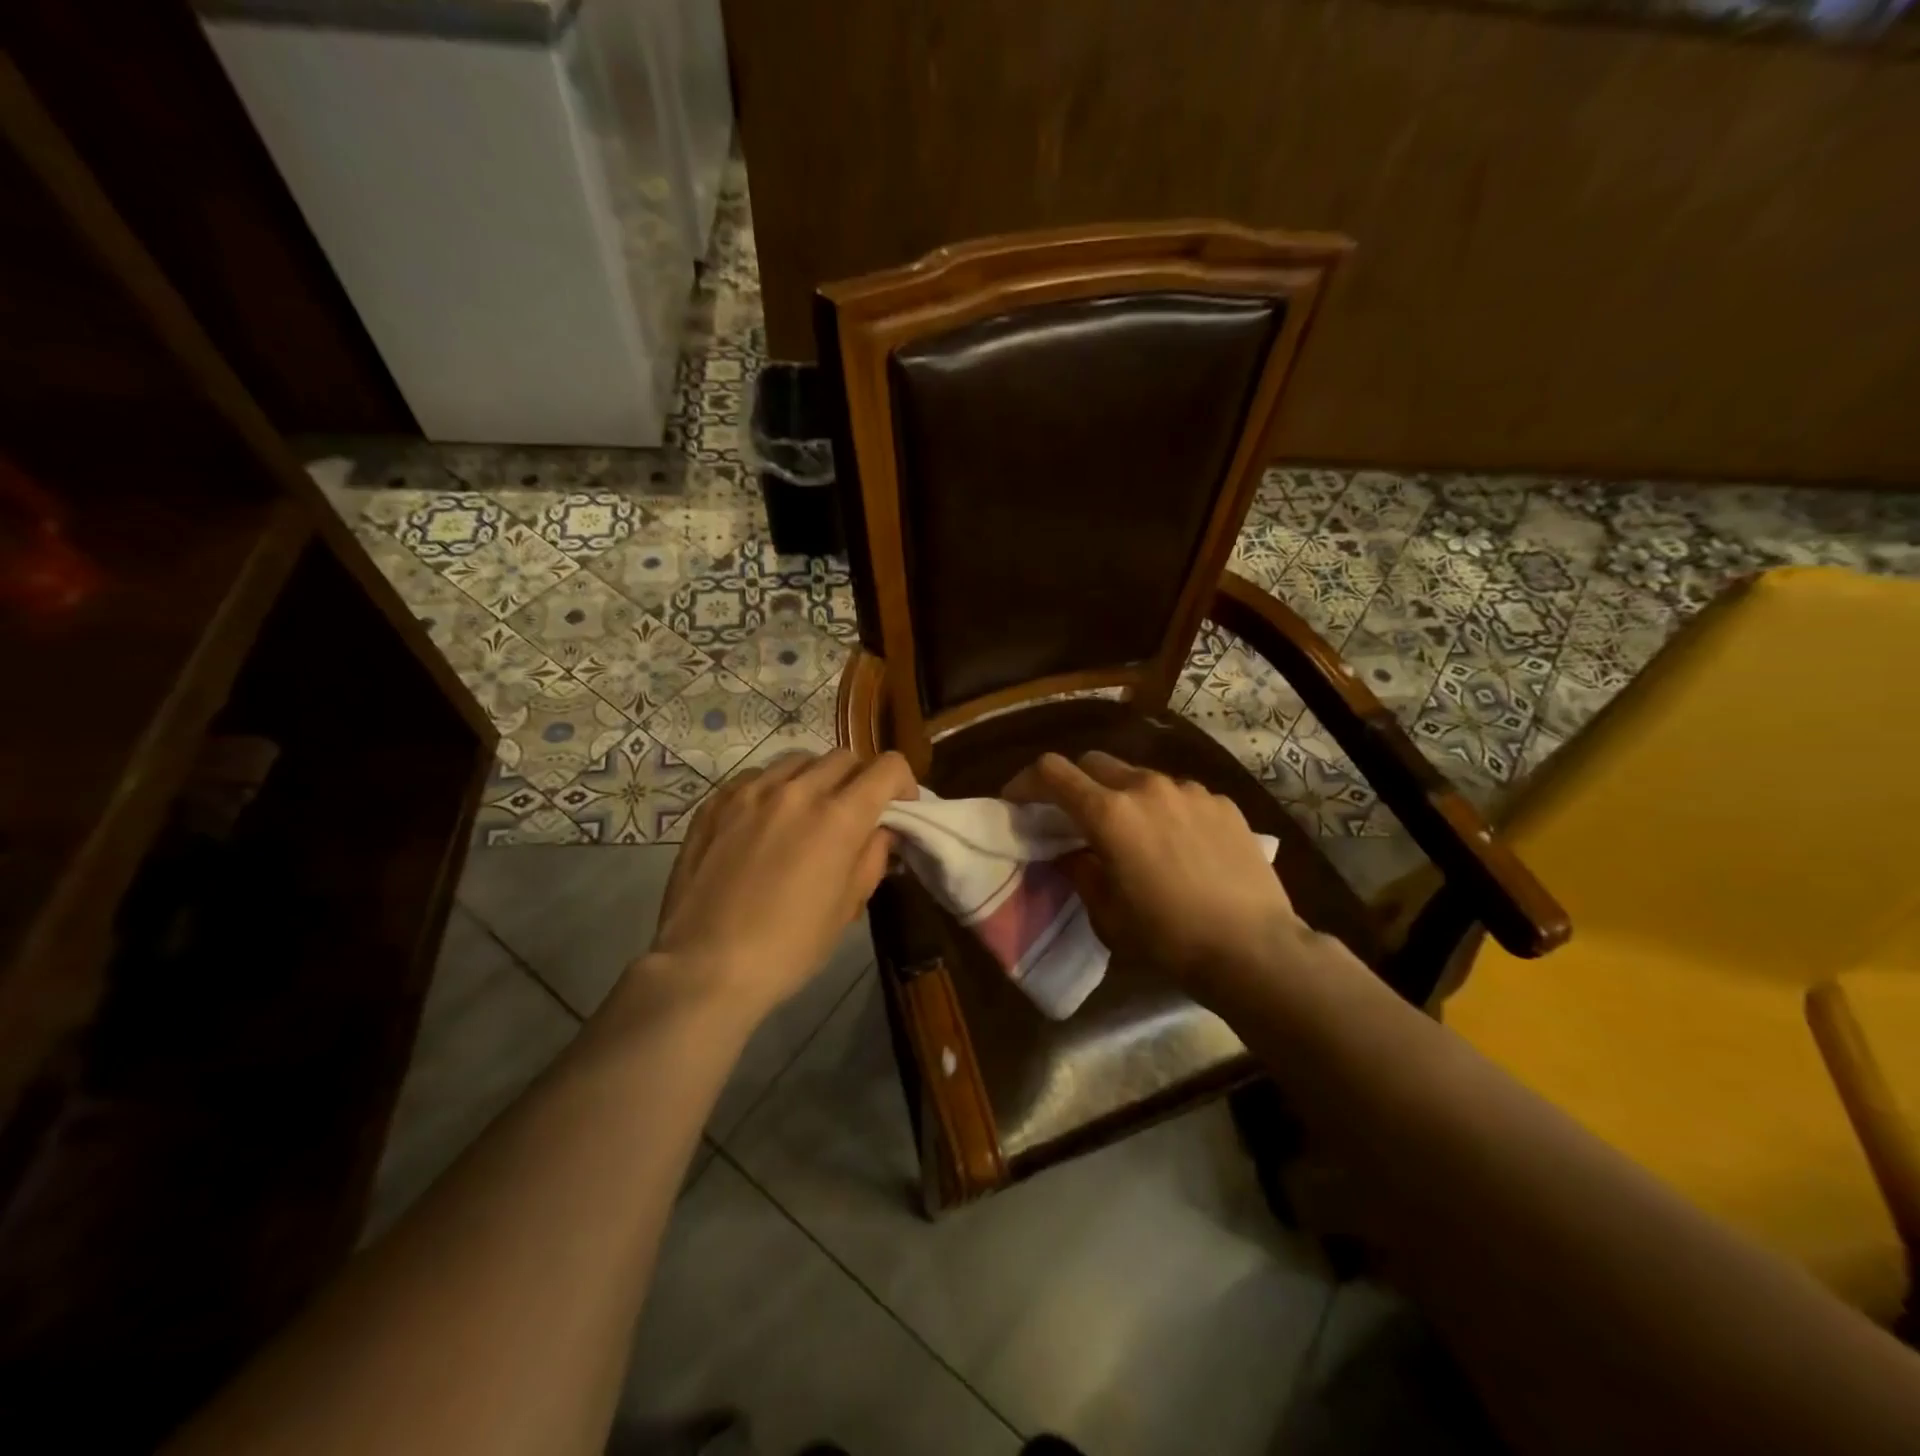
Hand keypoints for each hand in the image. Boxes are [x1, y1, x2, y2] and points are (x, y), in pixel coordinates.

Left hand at [628, 749, 915, 1028]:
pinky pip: (758, 775)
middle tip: (855, 813)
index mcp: (838, 818)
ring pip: (799, 760)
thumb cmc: (788, 947)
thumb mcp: (847, 908)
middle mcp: (797, 790)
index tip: (899, 808)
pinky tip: (767, 820)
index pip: (887, 768)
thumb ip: (871, 857)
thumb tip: (880, 830)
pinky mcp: (716, 801)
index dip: (902, 783)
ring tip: (809, 812)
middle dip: (861, 779)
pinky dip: (775, 788)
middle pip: (845, 757)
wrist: (704, 966)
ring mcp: (751, 791)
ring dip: (817, 778)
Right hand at [1004, 751, 1318, 1007]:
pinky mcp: (1222, 803)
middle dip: (1075, 783)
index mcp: (1109, 813)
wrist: (1253, 948)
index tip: (1017, 800)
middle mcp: (1146, 787)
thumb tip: (1070, 853)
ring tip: (1134, 834)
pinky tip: (1179, 844)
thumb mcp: (1107, 914)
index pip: (1052, 771)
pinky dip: (1164, 809)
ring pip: (1139, 777)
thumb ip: (1080, 871)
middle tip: (1074, 817)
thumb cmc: (1168, 937)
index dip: (1026, 781)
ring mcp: (1189, 790)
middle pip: (1094, 762)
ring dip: (1123, 796)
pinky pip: (1179, 794)